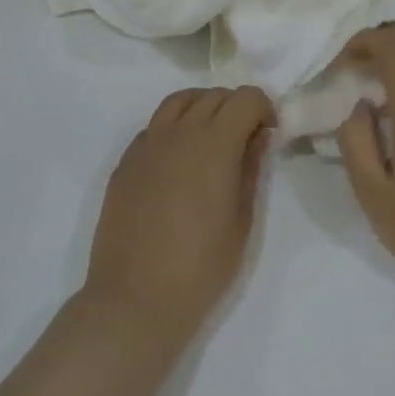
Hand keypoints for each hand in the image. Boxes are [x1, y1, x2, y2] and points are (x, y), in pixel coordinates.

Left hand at [82, 87, 273, 346]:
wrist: (135, 300)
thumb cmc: (200, 267)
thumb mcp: (242, 221)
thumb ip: (251, 169)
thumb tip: (259, 137)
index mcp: (215, 143)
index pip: (245, 97)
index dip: (263, 108)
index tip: (269, 133)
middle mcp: (179, 132)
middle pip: (214, 96)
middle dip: (236, 108)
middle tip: (245, 139)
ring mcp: (147, 144)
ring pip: (179, 102)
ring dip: (202, 108)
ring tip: (211, 139)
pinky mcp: (125, 162)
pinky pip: (154, 127)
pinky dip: (173, 128)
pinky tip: (178, 161)